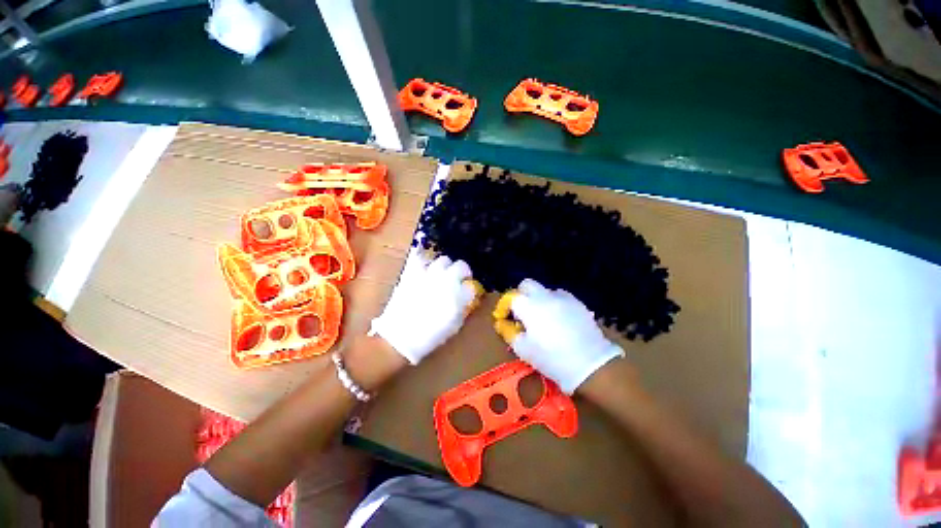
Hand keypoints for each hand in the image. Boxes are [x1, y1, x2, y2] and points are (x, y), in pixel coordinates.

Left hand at [370, 250, 481, 363]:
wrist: (400, 336)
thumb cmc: (430, 336)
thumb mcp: (454, 325)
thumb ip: (463, 307)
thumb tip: (466, 297)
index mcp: (459, 295)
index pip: (472, 284)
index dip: (470, 287)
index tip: (468, 291)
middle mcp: (446, 280)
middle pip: (461, 265)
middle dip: (462, 271)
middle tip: (458, 279)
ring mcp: (429, 274)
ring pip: (443, 260)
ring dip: (446, 266)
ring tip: (442, 273)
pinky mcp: (412, 273)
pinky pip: (419, 258)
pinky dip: (424, 259)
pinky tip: (425, 265)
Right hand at [495, 278, 624, 393]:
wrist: (589, 364)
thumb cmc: (551, 358)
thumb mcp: (523, 350)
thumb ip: (509, 333)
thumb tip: (503, 324)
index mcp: (528, 306)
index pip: (511, 297)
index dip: (504, 307)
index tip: (505, 318)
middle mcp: (544, 296)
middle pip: (527, 284)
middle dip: (521, 295)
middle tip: (522, 313)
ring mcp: (563, 297)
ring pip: (545, 290)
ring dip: (539, 299)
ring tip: (543, 317)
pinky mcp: (578, 303)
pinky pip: (561, 297)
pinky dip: (555, 304)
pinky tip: (559, 319)